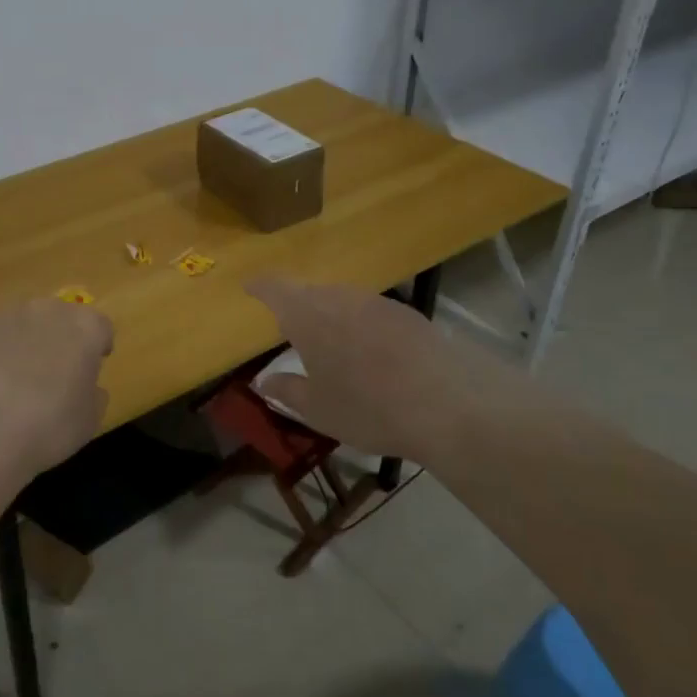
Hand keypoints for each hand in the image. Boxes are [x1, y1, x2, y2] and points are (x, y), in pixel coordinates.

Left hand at [0, 298, 113, 481]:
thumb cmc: (49, 426)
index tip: (93, 367)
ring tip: (18, 375)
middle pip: (64, 317)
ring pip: (29, 321)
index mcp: (88, 328)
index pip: (101, 328)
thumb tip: (87, 386)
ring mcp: (13, 312)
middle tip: (56, 371)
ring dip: (30, 339)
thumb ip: (94, 394)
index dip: (98, 347)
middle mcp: (53, 310)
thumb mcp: (89, 420)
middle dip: (63, 338)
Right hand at [245, 276, 538, 463]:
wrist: (446, 403)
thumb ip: (286, 390)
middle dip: (296, 306)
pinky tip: (370, 352)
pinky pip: (371, 312)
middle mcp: (340, 298)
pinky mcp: (408, 314)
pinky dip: (360, 325)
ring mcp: (377, 302)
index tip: (249, 287)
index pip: (275, 289)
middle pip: (310, 293)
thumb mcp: (317, 409)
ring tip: (330, 342)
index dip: (260, 287)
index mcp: (307, 315)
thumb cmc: (366, 407)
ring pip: (342, 300)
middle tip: (289, 328)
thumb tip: (263, 380)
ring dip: (330, 315)